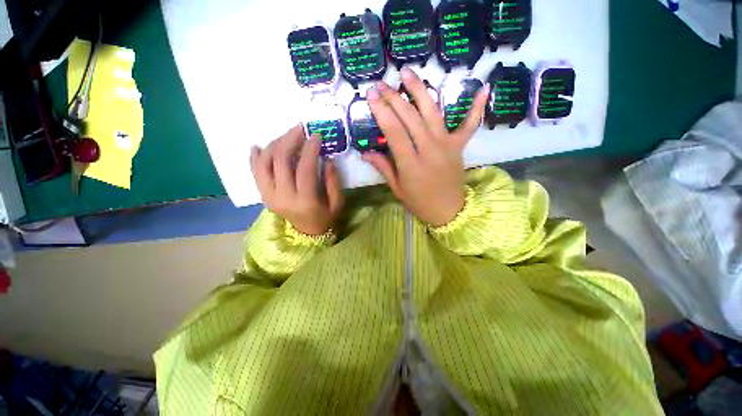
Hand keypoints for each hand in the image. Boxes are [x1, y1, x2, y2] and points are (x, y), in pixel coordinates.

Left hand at [250, 125, 343, 234]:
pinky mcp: (263, 195)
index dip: (310, 149)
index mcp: (305, 201)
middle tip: (300, 128)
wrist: (307, 233)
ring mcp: (269, 196)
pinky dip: (255, 157)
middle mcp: (283, 197)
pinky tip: (258, 146)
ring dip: (274, 144)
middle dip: (290, 139)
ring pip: (264, 163)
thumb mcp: (337, 203)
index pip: (304, 169)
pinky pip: (255, 172)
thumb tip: (327, 159)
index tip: (316, 135)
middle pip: (280, 161)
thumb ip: (333, 182)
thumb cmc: (325, 218)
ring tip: (286, 135)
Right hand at [363, 68, 489, 225]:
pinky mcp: (459, 146)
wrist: (448, 211)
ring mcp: (447, 145)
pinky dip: (476, 107)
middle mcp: (429, 150)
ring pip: (433, 113)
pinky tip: (483, 87)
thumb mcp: (397, 189)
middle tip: (382, 83)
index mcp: (411, 164)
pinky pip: (469, 124)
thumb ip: (383, 168)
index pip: (394, 132)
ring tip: (408, 72)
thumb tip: (366, 152)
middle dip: (394, 97)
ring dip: (420, 90)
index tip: (371, 94)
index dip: (382, 111)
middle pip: (410, 118)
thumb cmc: (419, 202)